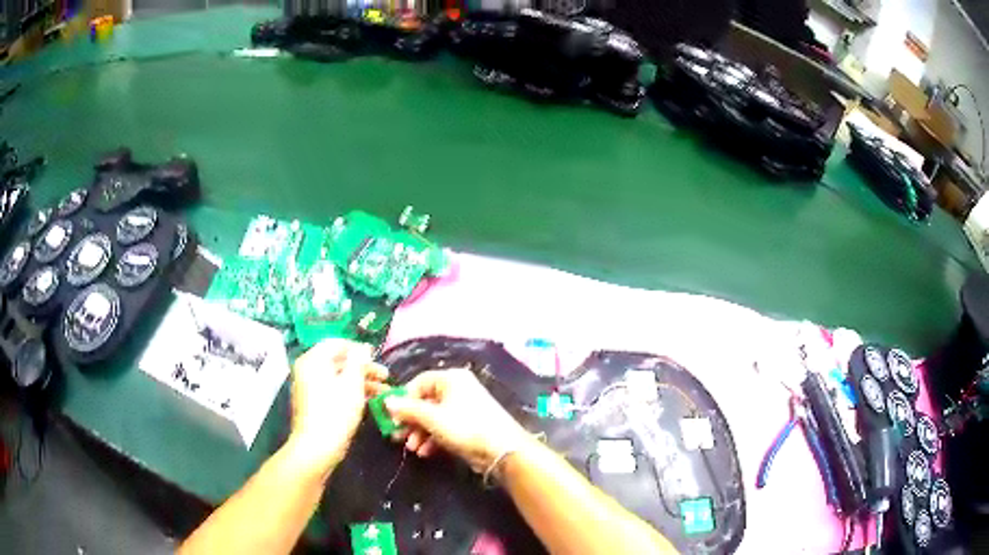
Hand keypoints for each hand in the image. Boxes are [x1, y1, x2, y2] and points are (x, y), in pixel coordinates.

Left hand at [286, 339, 386, 476]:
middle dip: (363, 368)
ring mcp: (309, 387)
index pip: (336, 343)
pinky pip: (333, 390)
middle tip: (385, 376)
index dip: (358, 348)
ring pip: (338, 377)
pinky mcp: (313, 403)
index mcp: (313, 360)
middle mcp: (307, 369)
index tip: (377, 357)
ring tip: (383, 391)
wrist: (317, 447)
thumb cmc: (335, 413)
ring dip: (360, 382)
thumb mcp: (352, 384)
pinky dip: (350, 392)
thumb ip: (358, 362)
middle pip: (338, 361)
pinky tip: (369, 401)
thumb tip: (362, 348)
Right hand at [381, 368, 529, 473]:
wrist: (502, 450)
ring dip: (420, 433)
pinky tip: (425, 452)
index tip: (392, 416)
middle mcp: (458, 389)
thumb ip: (408, 409)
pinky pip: (444, 428)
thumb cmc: (465, 427)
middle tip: (398, 436)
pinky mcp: (468, 426)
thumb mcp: (432, 418)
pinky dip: (433, 439)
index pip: (419, 382)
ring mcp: (464, 408)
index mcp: (451, 379)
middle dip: (410, 420)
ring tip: (412, 448)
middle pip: (425, 401)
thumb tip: (387, 402)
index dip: (404, 399)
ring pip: (433, 417)